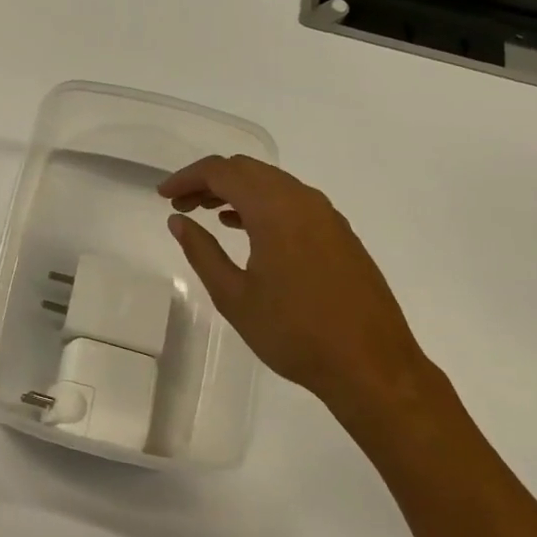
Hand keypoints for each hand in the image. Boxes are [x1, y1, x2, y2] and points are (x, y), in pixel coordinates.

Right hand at [160, 155, 440, 439]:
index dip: (188, 178)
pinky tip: (245, 227)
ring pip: (272, 183)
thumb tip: (178, 221)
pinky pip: (292, 200)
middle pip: (247, 169)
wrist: (372, 366)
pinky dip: (262, 203)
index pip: (222, 172)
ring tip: (207, 213)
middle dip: (209, 180)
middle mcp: (303, 200)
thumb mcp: (235, 297)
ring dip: (236, 190)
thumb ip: (202, 252)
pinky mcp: (339, 232)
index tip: (163, 195)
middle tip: (181, 204)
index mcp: (275, 209)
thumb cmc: (295, 333)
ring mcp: (326, 215)